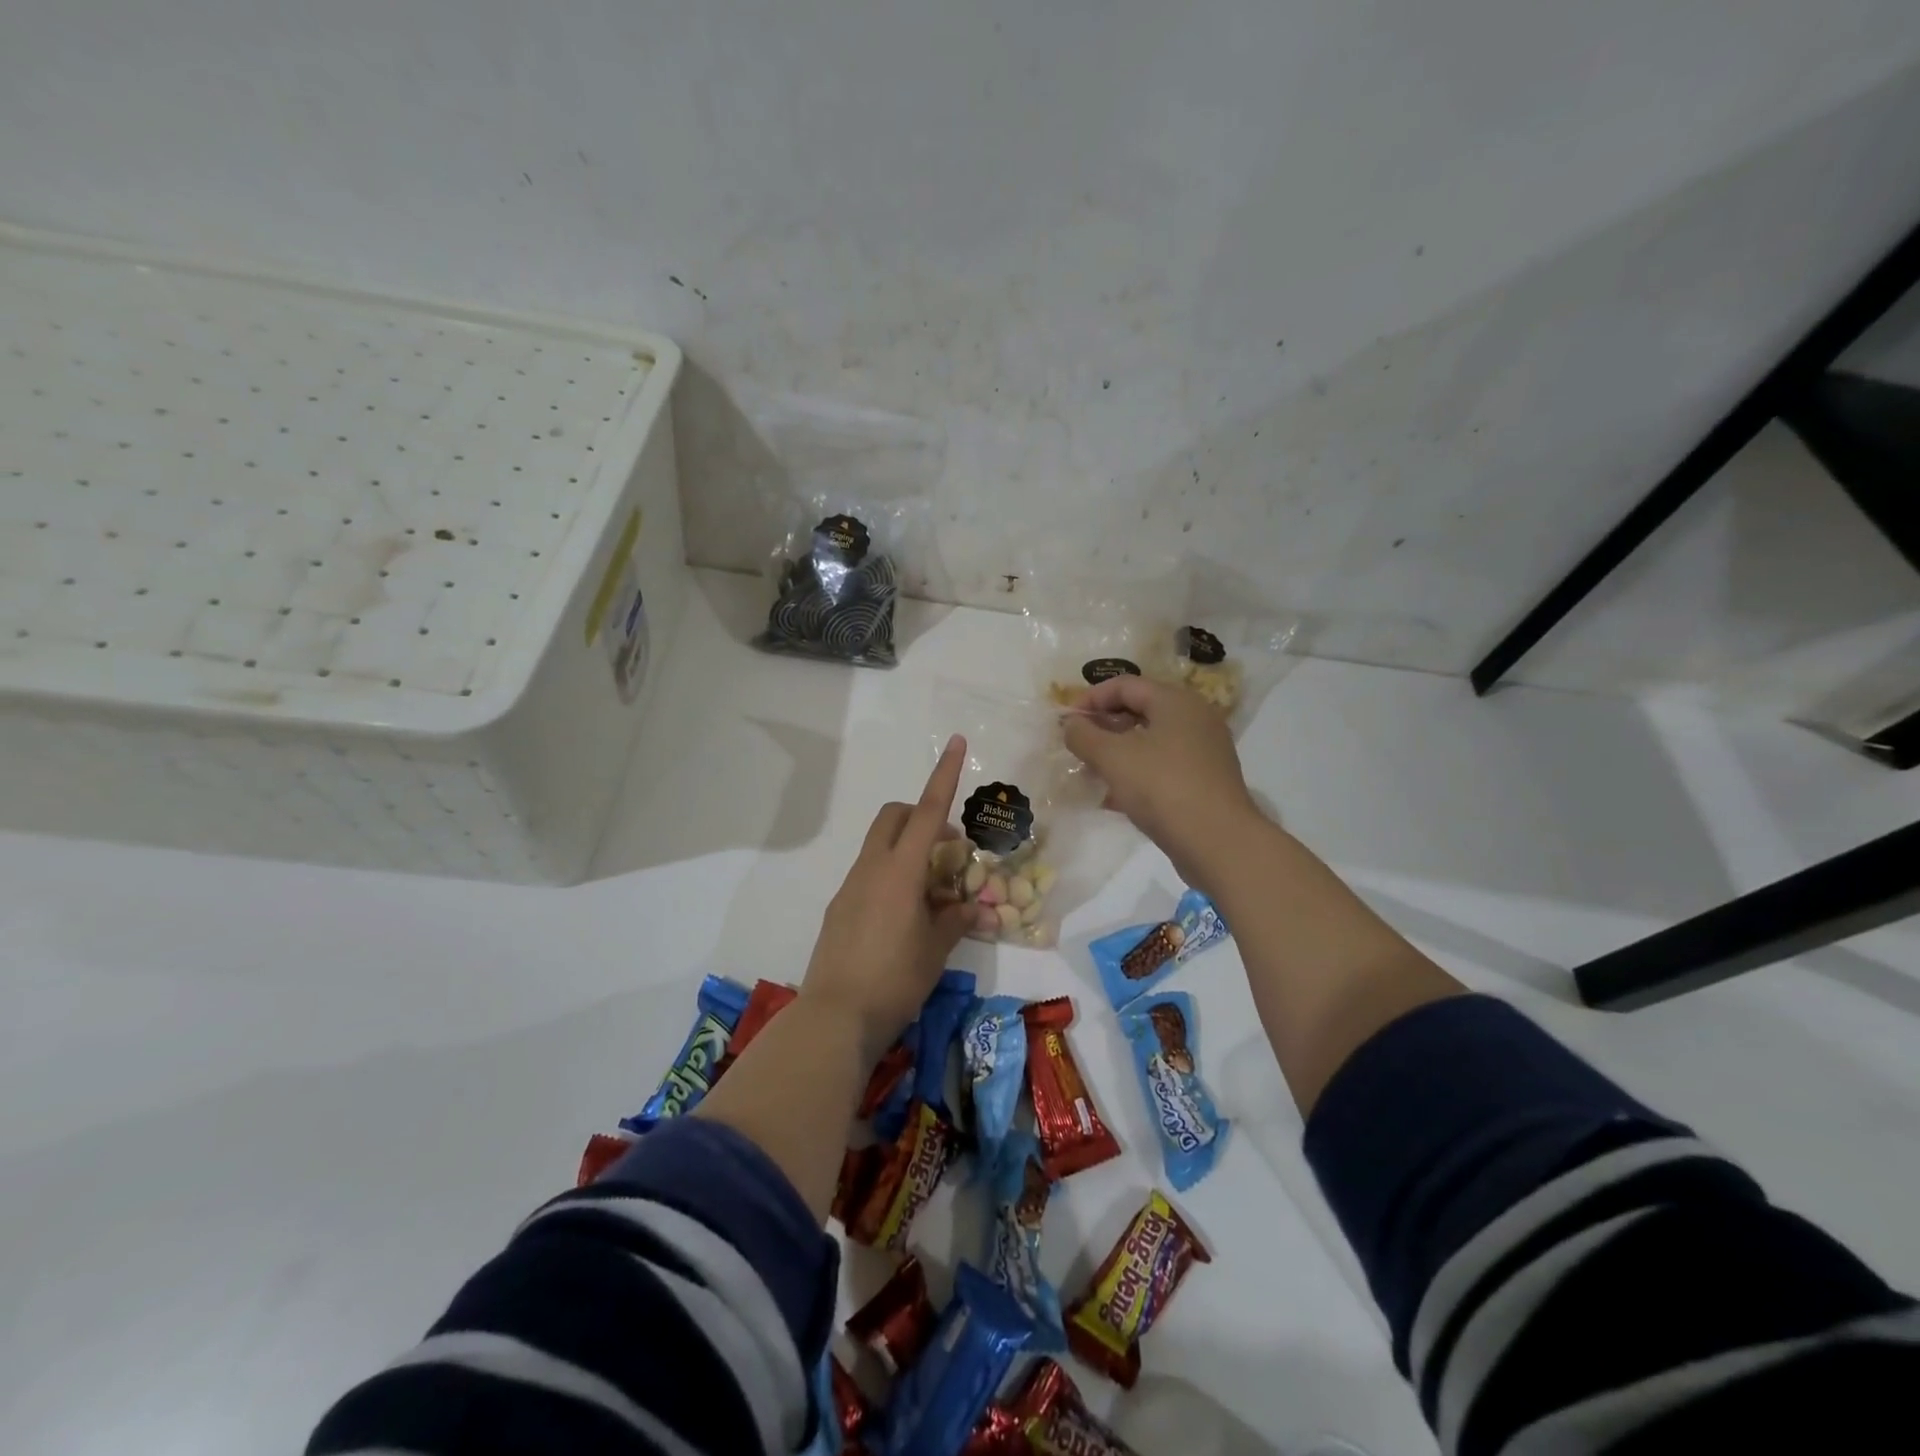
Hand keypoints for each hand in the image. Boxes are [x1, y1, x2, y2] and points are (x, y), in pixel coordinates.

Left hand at [800, 735, 976, 1056]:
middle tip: (947, 849)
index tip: (956, 742)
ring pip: (879, 845)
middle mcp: (872, 868)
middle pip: (894, 817)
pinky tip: (903, 917)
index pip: (928, 811)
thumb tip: (973, 908)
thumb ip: (955, 920)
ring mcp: (850, 887)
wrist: (835, 1016)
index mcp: (900, 870)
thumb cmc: (895, 979)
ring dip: (906, 849)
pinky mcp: (839, 909)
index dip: (945, 775)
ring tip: (930, 892)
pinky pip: (868, 874)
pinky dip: (890, 875)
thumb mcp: (936, 950)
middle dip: (921, 815)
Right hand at [1062, 675, 1260, 886]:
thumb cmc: (1162, 787)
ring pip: (1149, 741)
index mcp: (1175, 701)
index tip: (1065, 723)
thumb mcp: (1112, 757)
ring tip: (1090, 773)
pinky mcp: (1204, 781)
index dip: (1090, 699)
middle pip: (1139, 710)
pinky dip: (1136, 774)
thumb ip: (1084, 735)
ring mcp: (1203, 751)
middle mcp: (1194, 718)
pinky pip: (1162, 767)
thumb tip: (1071, 725)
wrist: (1218, 843)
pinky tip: (1113, 798)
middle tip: (1076, 747)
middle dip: (1102, 727)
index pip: (1124, 685)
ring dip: (1116, 753)